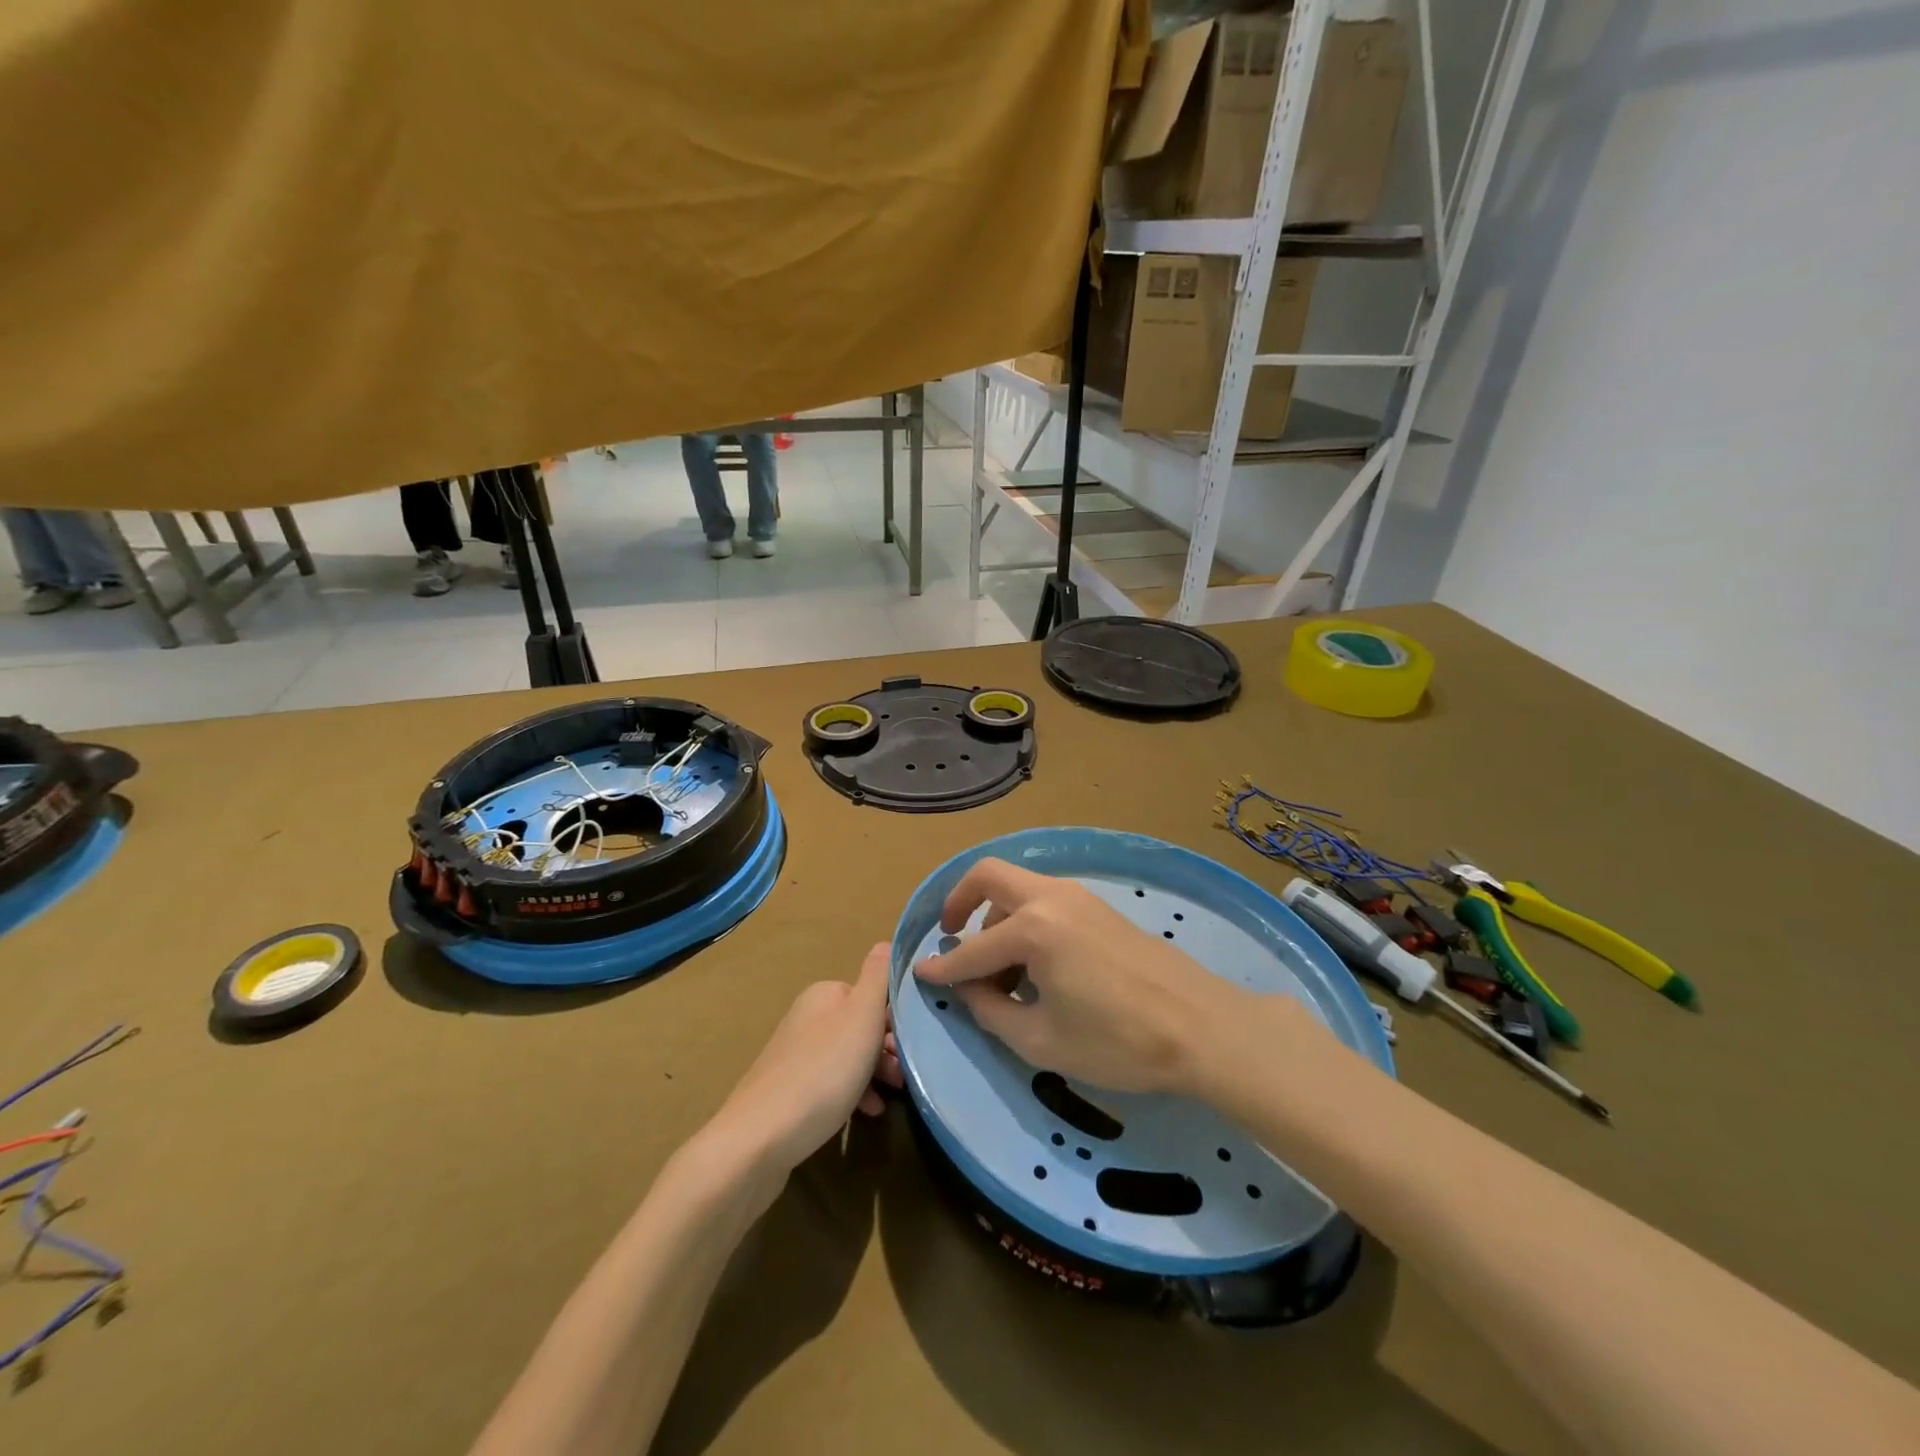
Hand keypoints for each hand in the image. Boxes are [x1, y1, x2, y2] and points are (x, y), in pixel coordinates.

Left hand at [711, 943, 902, 1173]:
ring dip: (875, 1073)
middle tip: (906, 1074)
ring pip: (848, 1056)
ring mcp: (795, 1055)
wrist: (759, 1139)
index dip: (896, 1017)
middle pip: (860, 1026)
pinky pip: (831, 1082)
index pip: (871, 994)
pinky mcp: (788, 1091)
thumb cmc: (822, 1072)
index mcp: (824, 995)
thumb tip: (887, 941)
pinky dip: (854, 1093)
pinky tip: (868, 1113)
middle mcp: (807, 1017)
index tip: (915, 1043)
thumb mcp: (861, 1017)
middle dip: (887, 1048)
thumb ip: (877, 977)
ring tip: (894, 1096)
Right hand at [914, 858, 1249, 1094]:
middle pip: (988, 876)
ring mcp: (1078, 896)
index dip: (942, 965)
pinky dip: (1024, 918)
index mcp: (1033, 929)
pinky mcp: (1098, 906)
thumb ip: (991, 1011)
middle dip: (960, 901)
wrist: (1200, 1027)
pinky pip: (1044, 899)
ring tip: (999, 969)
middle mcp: (1051, 898)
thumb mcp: (1042, 1041)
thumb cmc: (1117, 1041)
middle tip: (951, 935)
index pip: (972, 948)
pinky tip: (1033, 963)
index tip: (920, 974)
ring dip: (996, 915)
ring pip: (1018, 887)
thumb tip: (966, 989)